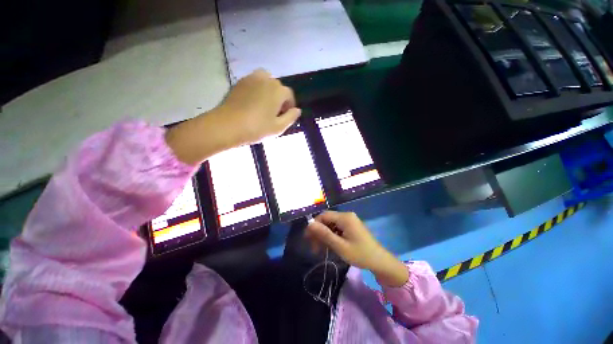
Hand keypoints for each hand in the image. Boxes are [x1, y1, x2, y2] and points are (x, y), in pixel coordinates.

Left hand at [217, 69, 300, 144]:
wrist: (227, 125)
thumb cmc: (257, 128)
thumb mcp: (279, 127)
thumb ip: (291, 117)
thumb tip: (297, 110)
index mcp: (278, 91)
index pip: (289, 95)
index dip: (289, 105)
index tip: (286, 116)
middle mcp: (266, 79)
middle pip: (278, 87)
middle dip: (279, 98)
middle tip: (274, 113)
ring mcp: (251, 78)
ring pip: (266, 81)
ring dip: (269, 91)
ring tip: (264, 105)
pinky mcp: (240, 82)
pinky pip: (254, 82)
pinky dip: (257, 89)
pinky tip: (253, 102)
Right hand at [305, 211, 408, 286]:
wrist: (380, 262)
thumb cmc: (361, 254)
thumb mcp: (340, 246)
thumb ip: (324, 234)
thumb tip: (309, 224)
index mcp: (345, 217)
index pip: (323, 216)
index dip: (314, 225)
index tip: (307, 238)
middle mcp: (346, 216)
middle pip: (327, 220)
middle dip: (318, 233)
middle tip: (313, 248)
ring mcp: (349, 221)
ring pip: (331, 225)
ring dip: (324, 236)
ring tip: (319, 250)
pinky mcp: (351, 227)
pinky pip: (337, 229)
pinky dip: (331, 237)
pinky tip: (328, 247)